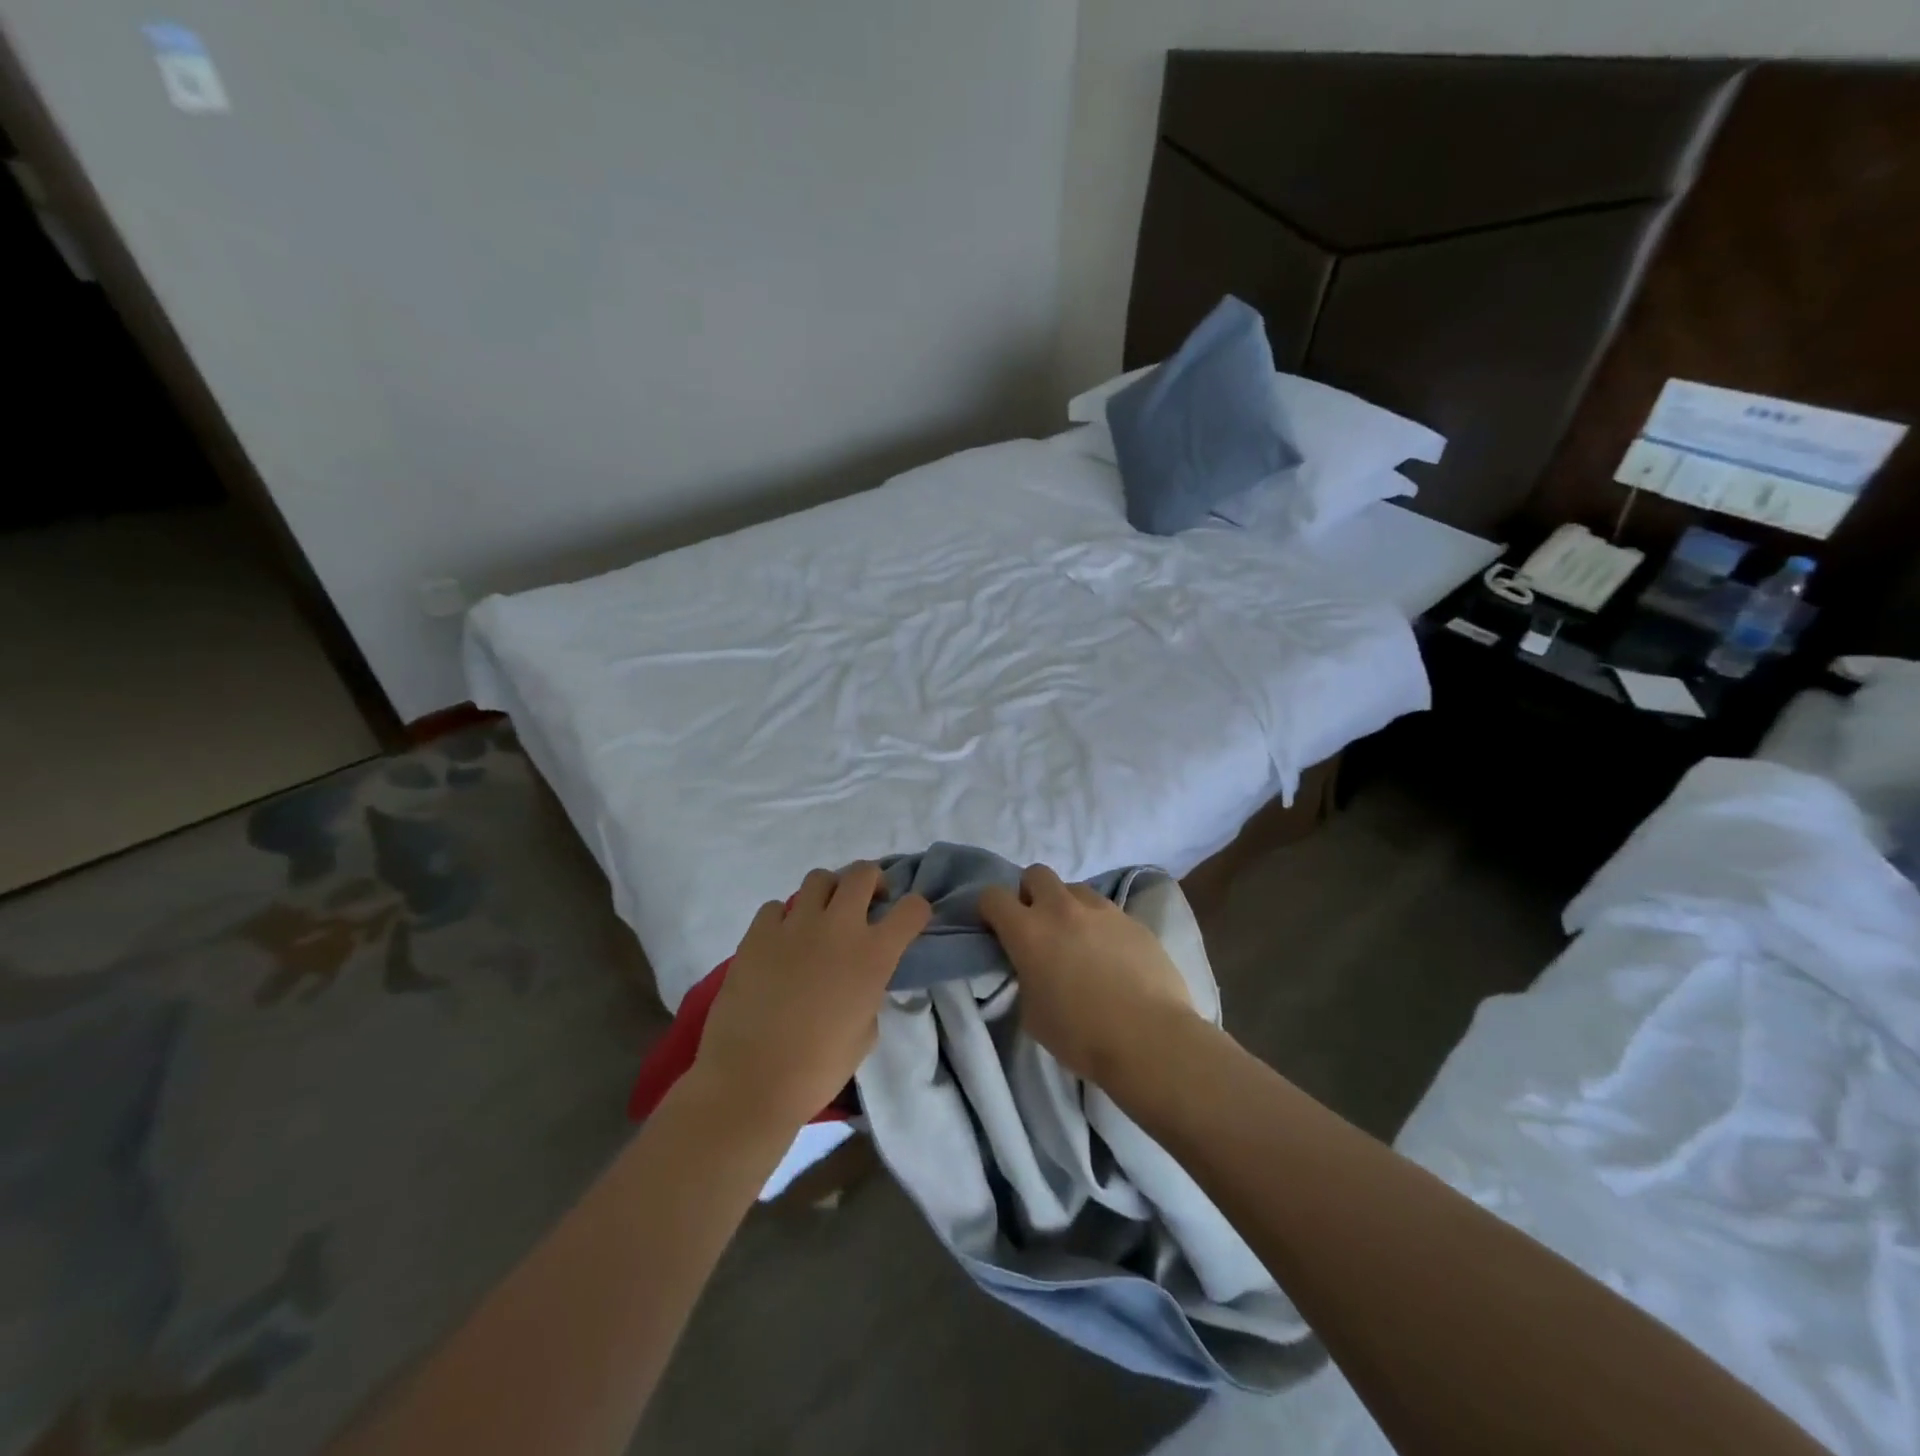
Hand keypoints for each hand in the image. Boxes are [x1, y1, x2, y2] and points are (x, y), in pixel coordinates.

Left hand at [692, 863, 930, 1132]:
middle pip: (863, 873)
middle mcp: (839, 928)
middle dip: (872, 882)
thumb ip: (870, 995)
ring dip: (828, 893)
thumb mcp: (866, 1034)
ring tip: (822, 918)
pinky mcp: (757, 933)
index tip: (908, 920)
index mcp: (874, 955)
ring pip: (819, 878)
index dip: (916, 910)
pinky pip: (776, 907)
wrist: (750, 1080)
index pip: (912, 908)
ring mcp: (795, 925)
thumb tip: (860, 982)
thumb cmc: (817, 1069)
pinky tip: (781, 942)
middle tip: (867, 904)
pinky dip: (784, 918)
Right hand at [978, 863, 1194, 1084]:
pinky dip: (1100, 926)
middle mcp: (1062, 909)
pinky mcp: (1133, 920)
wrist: (1149, 1039)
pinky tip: (1112, 956)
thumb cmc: (1081, 1035)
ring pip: (1075, 889)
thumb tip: (1033, 967)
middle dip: (1031, 894)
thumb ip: (1025, 977)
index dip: (990, 910)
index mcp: (1028, 931)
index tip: (996, 929)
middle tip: (1038, 926)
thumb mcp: (1032, 1012)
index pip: (993, 896)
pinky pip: (1107, 911)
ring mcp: (1102, 910)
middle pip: (1036, 874)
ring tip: (1079, 939)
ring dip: (1068, 907)